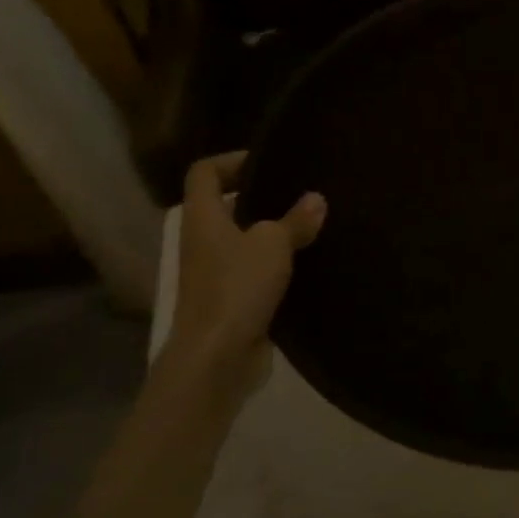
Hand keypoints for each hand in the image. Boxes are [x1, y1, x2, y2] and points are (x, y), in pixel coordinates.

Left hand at [169, 152, 325, 372]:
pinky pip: (254, 271)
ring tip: (311, 225)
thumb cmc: (237, 287)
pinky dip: (277, 265)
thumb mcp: (273, 245)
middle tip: (299, 192)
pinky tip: (308, 263)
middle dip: (260, 197)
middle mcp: (203, 241)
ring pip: (243, 240)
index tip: (269, 163)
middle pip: (225, 206)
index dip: (232, 160)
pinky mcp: (232, 300)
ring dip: (272, 233)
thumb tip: (316, 198)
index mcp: (203, 218)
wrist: (217, 357)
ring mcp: (215, 273)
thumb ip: (295, 220)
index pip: (204, 173)